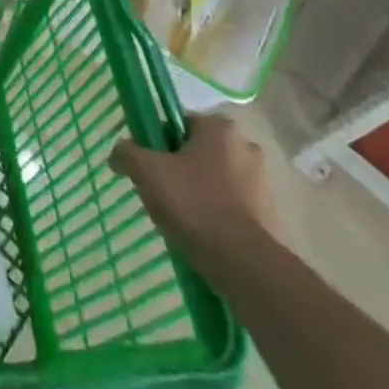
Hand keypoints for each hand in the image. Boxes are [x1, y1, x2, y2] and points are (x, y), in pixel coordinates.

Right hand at [111, 114, 282, 252]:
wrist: (244, 265)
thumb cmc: (194, 205)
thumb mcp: (147, 172)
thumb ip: (127, 153)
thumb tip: (117, 154)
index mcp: (220, 127)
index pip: (180, 124)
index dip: (160, 143)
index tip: (150, 166)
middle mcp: (246, 146)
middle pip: (200, 151)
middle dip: (182, 168)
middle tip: (163, 192)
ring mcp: (263, 182)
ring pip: (218, 179)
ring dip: (202, 192)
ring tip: (183, 219)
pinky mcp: (272, 215)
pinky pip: (235, 206)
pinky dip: (219, 214)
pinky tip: (204, 234)